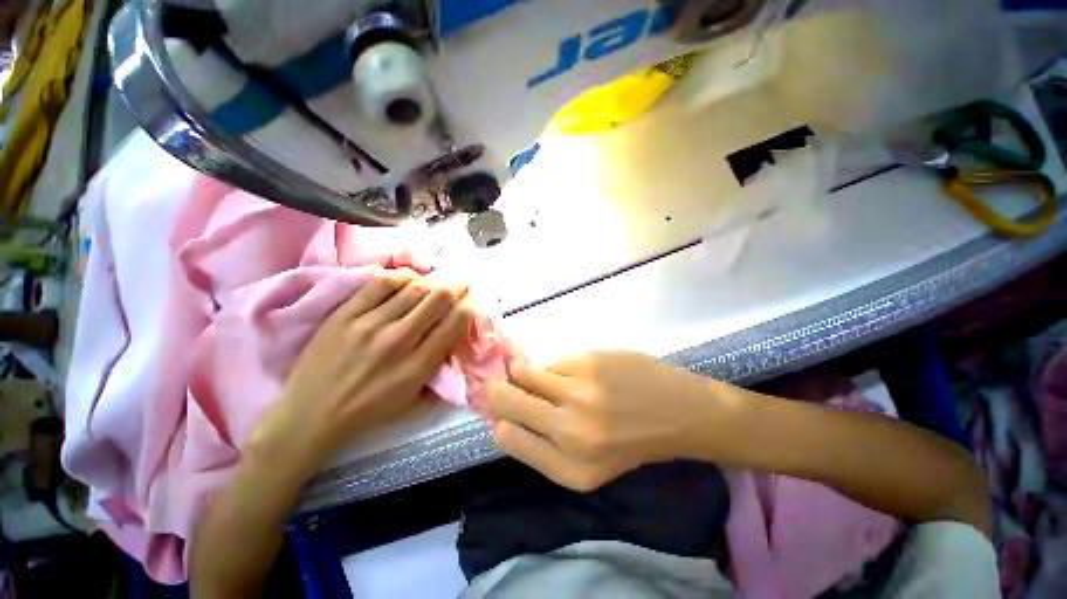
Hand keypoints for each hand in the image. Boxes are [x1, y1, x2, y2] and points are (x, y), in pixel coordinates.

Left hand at [253, 269, 472, 474]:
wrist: (309, 416)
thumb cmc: (369, 413)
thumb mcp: (415, 403)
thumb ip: (441, 374)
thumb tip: (457, 344)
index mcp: (417, 366)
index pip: (455, 323)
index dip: (469, 307)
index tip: (472, 302)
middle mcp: (397, 340)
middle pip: (437, 298)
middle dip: (456, 286)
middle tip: (462, 281)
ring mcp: (368, 324)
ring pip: (412, 287)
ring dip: (432, 280)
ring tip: (437, 279)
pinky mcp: (344, 314)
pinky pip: (378, 284)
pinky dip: (400, 277)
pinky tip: (408, 279)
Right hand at [484, 351, 745, 490]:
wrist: (680, 412)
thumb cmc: (633, 441)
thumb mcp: (589, 465)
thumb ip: (544, 446)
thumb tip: (502, 417)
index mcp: (570, 468)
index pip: (507, 436)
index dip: (497, 418)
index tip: (497, 408)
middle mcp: (570, 431)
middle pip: (508, 401)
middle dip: (497, 390)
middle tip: (501, 382)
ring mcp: (580, 392)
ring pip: (524, 372)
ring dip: (524, 372)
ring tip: (540, 375)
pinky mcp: (590, 362)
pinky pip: (551, 360)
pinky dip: (553, 365)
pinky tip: (571, 371)